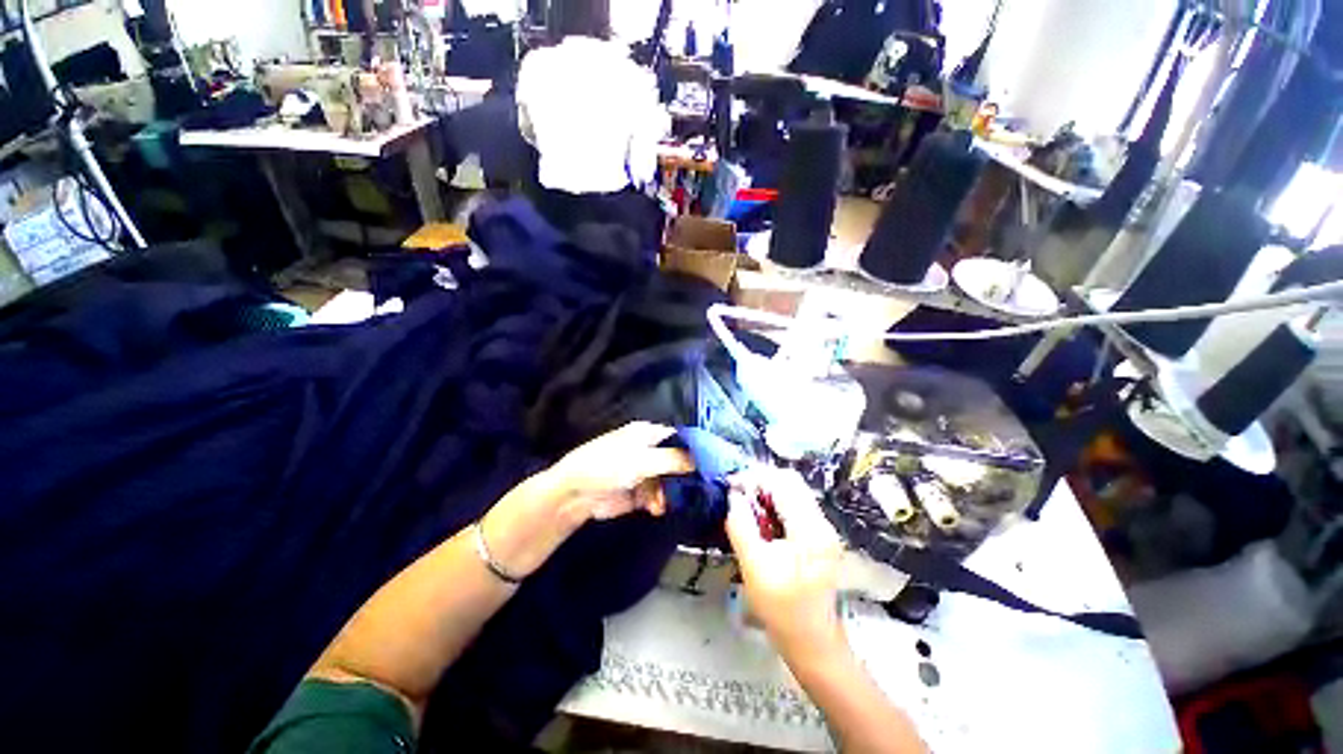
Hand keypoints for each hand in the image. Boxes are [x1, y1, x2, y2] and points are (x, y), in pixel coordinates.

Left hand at [483, 423, 693, 578]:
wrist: (575, 495)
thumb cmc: (607, 466)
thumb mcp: (642, 459)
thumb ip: (674, 459)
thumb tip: (702, 460)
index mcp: (648, 433)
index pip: (680, 437)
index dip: (696, 448)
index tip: (715, 462)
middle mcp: (649, 450)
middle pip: (678, 460)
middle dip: (688, 474)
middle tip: (704, 487)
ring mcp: (645, 472)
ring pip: (670, 480)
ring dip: (673, 492)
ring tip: (669, 501)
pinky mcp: (640, 493)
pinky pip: (659, 496)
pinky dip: (661, 502)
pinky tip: (657, 508)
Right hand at [725, 467, 845, 659]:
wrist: (812, 642)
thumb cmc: (782, 610)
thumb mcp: (754, 567)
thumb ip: (741, 525)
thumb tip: (733, 495)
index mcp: (810, 529)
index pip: (783, 483)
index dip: (755, 477)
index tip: (731, 485)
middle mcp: (822, 522)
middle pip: (791, 482)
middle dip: (761, 482)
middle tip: (737, 494)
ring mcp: (823, 529)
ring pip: (793, 492)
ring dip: (767, 492)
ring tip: (746, 505)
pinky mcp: (819, 536)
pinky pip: (795, 506)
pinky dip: (775, 504)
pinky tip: (760, 518)